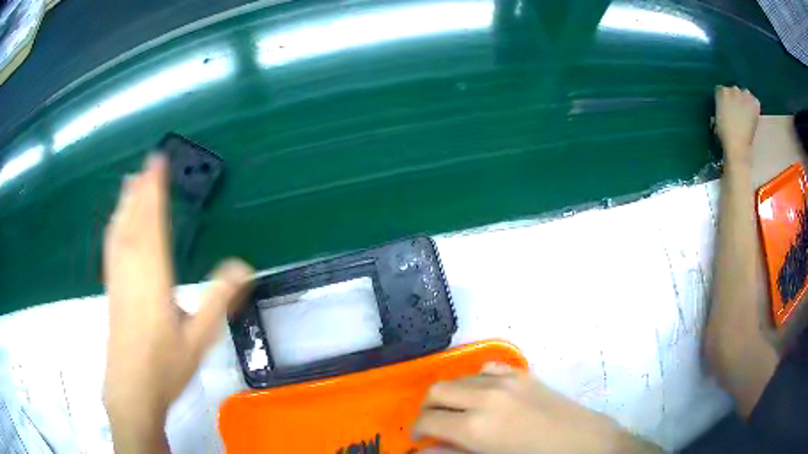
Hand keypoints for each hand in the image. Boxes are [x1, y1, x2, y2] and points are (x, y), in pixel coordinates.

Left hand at [103, 154, 252, 449]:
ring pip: (120, 232)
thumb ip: (219, 300)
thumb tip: (244, 266)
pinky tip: (115, 225)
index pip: (153, 224)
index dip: (155, 192)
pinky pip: (112, 248)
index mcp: (153, 278)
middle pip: (135, 222)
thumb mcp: (200, 338)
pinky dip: (115, 227)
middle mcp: (132, 270)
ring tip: (129, 182)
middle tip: (147, 163)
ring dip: (125, 204)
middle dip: (141, 190)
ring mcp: (118, 280)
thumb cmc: (165, 366)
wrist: (130, 390)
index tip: (158, 164)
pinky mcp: (111, 291)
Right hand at [414, 363, 657, 453]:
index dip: (418, 429)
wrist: (584, 443)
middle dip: (428, 408)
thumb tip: (423, 450)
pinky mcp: (524, 374)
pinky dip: (475, 380)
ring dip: (450, 394)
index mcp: (476, 426)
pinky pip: (488, 368)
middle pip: (437, 390)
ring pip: (460, 377)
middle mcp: (486, 396)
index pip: (428, 419)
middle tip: (433, 426)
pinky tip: (483, 396)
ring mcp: (507, 380)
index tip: (419, 439)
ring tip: (457, 412)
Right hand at [715, 86, 759, 165]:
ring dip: (746, 101)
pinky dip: (755, 106)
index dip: (725, 100)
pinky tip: (753, 114)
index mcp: (721, 92)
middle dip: (736, 99)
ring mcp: (745, 96)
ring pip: (746, 93)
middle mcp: (733, 90)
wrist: (737, 146)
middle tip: (738, 112)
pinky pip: (755, 101)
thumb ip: (721, 108)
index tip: (727, 109)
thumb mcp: (717, 118)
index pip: (722, 90)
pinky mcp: (754, 105)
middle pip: (735, 90)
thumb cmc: (725, 135)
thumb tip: (725, 108)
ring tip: (746, 113)